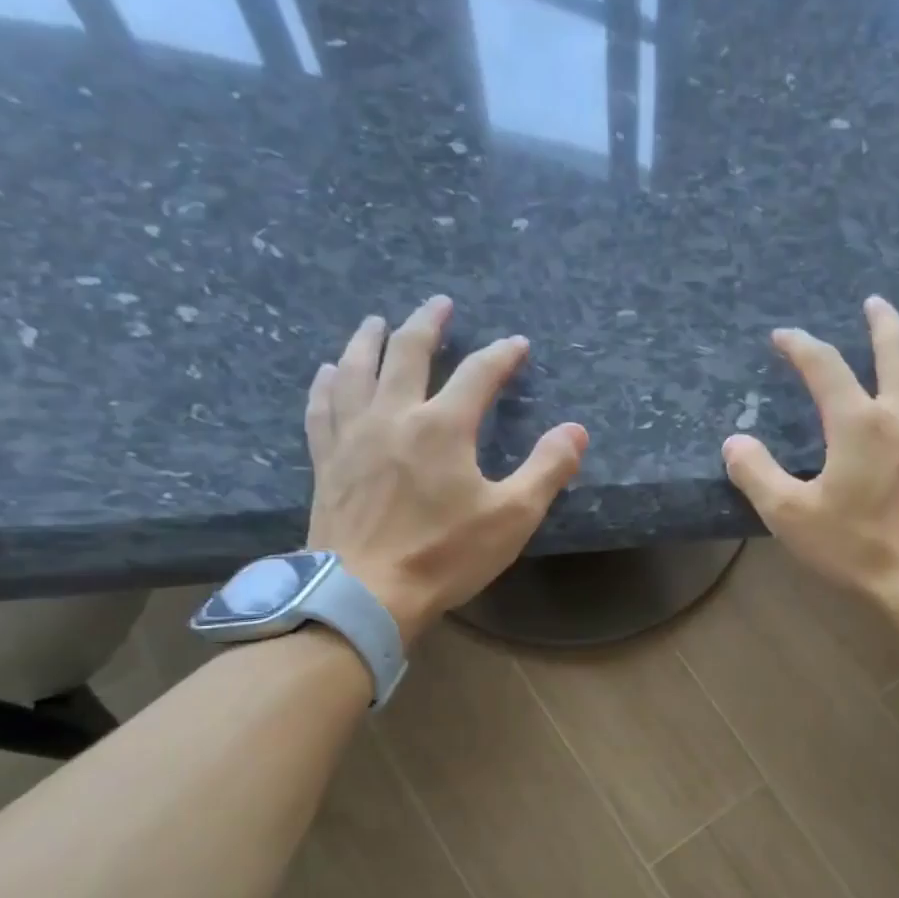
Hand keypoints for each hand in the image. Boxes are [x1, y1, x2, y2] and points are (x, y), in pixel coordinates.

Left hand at [304, 295, 587, 641]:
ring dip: (370, 340)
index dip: (501, 355)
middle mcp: (394, 416)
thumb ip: (547, 469)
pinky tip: (329, 372)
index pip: (478, 374)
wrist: (365, 593)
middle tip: (440, 305)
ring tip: (378, 321)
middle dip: (428, 325)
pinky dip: (327, 383)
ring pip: (357, 369)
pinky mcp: (327, 460)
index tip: (517, 345)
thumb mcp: (512, 517)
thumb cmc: (444, 556)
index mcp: (442, 427)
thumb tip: (575, 430)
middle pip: (408, 353)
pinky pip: (323, 407)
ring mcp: (353, 436)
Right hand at [722, 296, 898, 625]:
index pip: (824, 367)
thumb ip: (757, 475)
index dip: (800, 346)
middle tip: (873, 303)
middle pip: (896, 348)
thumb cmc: (859, 549)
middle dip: (882, 321)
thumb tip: (734, 442)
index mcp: (858, 423)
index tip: (782, 336)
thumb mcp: (792, 517)